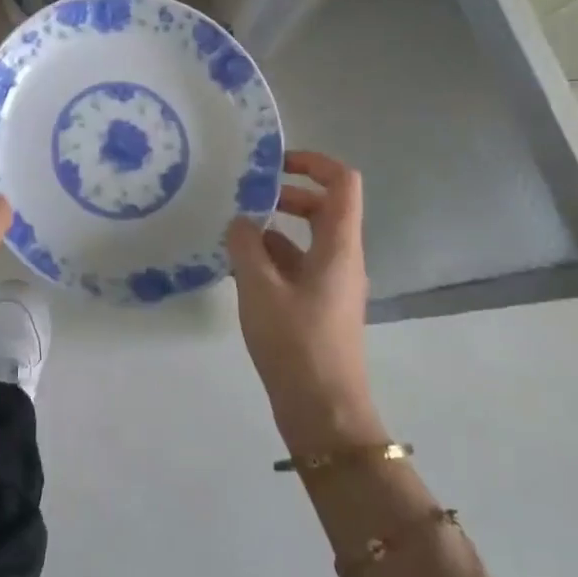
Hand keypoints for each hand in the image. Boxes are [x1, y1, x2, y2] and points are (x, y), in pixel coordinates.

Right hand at [226, 151, 384, 454]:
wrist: (324, 414)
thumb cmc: (296, 343)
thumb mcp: (259, 288)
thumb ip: (246, 246)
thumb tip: (240, 221)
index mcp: (339, 246)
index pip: (342, 182)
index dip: (313, 162)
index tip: (276, 164)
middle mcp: (343, 258)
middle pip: (324, 207)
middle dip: (287, 195)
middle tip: (248, 198)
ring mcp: (333, 284)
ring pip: (308, 239)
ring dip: (275, 229)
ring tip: (234, 234)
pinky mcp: (321, 307)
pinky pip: (299, 266)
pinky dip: (273, 258)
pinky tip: (240, 269)